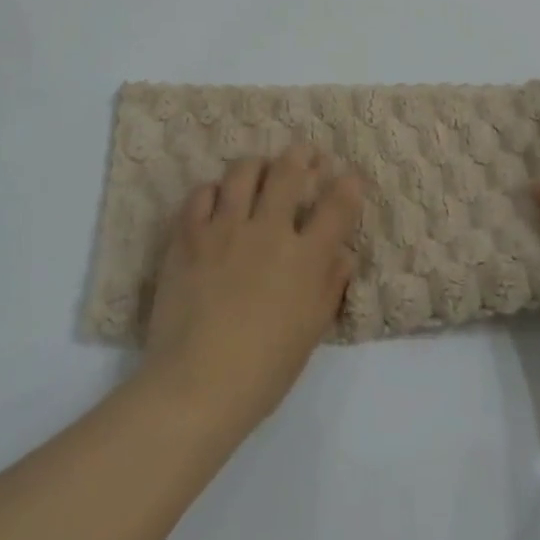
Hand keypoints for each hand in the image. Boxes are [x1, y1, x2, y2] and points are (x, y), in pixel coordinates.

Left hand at [142, 145, 362, 436]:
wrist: (195, 386)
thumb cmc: (262, 372)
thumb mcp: (310, 334)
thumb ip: (329, 286)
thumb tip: (342, 253)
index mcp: (305, 258)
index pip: (338, 205)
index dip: (349, 184)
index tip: (350, 177)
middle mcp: (268, 231)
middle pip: (289, 170)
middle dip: (303, 154)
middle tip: (306, 153)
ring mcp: (225, 228)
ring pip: (244, 171)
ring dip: (257, 165)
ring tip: (260, 170)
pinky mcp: (189, 234)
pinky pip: (202, 192)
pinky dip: (213, 191)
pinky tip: (216, 200)